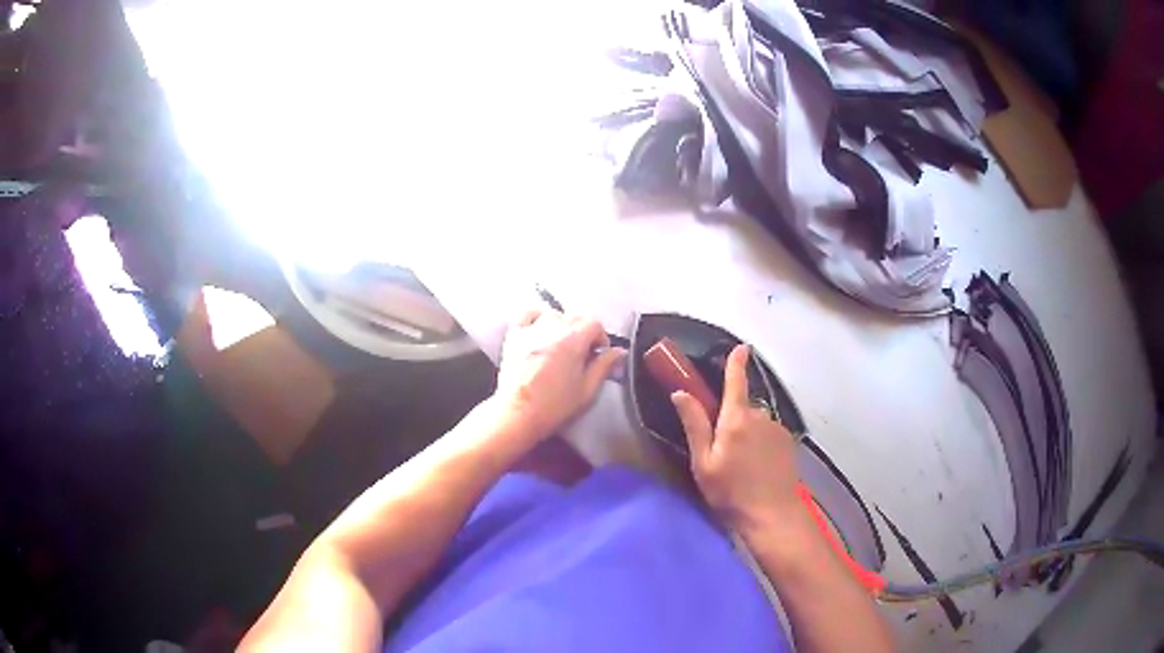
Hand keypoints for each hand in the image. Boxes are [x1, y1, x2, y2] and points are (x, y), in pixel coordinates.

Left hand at [494, 309, 624, 444]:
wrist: (517, 414)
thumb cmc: (554, 405)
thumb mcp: (587, 390)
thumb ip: (604, 366)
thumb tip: (619, 352)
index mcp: (573, 340)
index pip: (595, 324)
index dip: (601, 338)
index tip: (599, 355)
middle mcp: (552, 327)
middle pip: (575, 317)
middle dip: (584, 333)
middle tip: (582, 355)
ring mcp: (531, 329)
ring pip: (554, 314)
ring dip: (562, 326)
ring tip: (561, 346)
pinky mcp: (514, 335)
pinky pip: (528, 314)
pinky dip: (537, 317)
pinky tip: (540, 330)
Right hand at [671, 345, 804, 535]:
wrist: (772, 515)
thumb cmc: (731, 492)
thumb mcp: (703, 463)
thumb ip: (694, 425)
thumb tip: (680, 393)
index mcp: (736, 419)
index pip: (736, 381)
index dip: (736, 362)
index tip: (741, 347)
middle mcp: (760, 417)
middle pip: (742, 407)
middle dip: (732, 419)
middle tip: (721, 451)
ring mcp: (777, 429)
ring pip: (756, 423)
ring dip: (747, 434)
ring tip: (741, 465)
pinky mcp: (788, 443)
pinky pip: (768, 434)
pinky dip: (760, 444)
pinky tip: (757, 468)